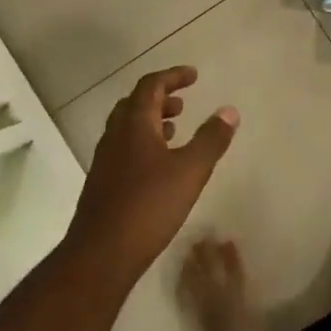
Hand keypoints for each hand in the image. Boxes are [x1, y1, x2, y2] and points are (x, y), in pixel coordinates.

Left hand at [68, 66, 238, 280]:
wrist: (101, 254)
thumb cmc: (148, 205)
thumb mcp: (190, 170)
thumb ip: (211, 139)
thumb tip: (229, 110)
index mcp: (134, 124)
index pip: (150, 86)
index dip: (172, 76)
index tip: (194, 76)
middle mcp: (115, 136)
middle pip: (135, 104)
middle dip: (160, 98)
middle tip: (183, 102)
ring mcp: (105, 160)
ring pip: (128, 128)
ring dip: (151, 121)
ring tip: (176, 130)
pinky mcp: (103, 183)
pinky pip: (124, 149)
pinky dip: (144, 144)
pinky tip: (159, 166)